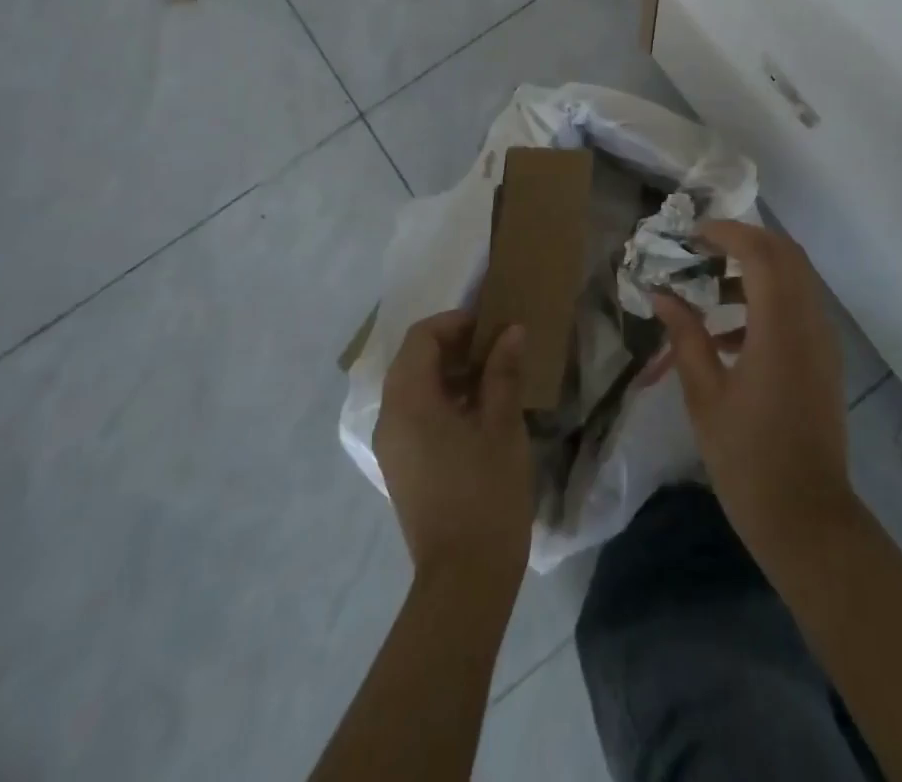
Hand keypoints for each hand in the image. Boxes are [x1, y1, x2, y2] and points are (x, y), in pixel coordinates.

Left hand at [374, 311, 533, 586]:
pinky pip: (415, 414)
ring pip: (413, 387)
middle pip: (413, 360)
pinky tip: (479, 411)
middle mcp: (389, 418)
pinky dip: (442, 399)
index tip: (492, 327)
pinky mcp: (401, 466)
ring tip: (494, 376)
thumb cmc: (486, 494)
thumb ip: (503, 372)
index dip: (456, 323)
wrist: (465, 579)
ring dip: (449, 372)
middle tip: (496, 348)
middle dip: (453, 345)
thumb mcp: (502, 425)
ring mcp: (392, 445)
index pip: (421, 338)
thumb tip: (512, 330)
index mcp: (409, 403)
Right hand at [653, 221, 854, 557]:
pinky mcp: (824, 359)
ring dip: (754, 271)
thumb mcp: (705, 396)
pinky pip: (797, 308)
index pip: (759, 252)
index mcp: (780, 327)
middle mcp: (810, 322)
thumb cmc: (748, 460)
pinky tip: (725, 336)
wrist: (807, 519)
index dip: (726, 233)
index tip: (691, 235)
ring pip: (794, 279)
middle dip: (744, 242)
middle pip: (785, 254)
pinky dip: (765, 302)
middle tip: (702, 250)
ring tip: (706, 290)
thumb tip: (662, 296)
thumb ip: (685, 337)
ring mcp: (822, 341)